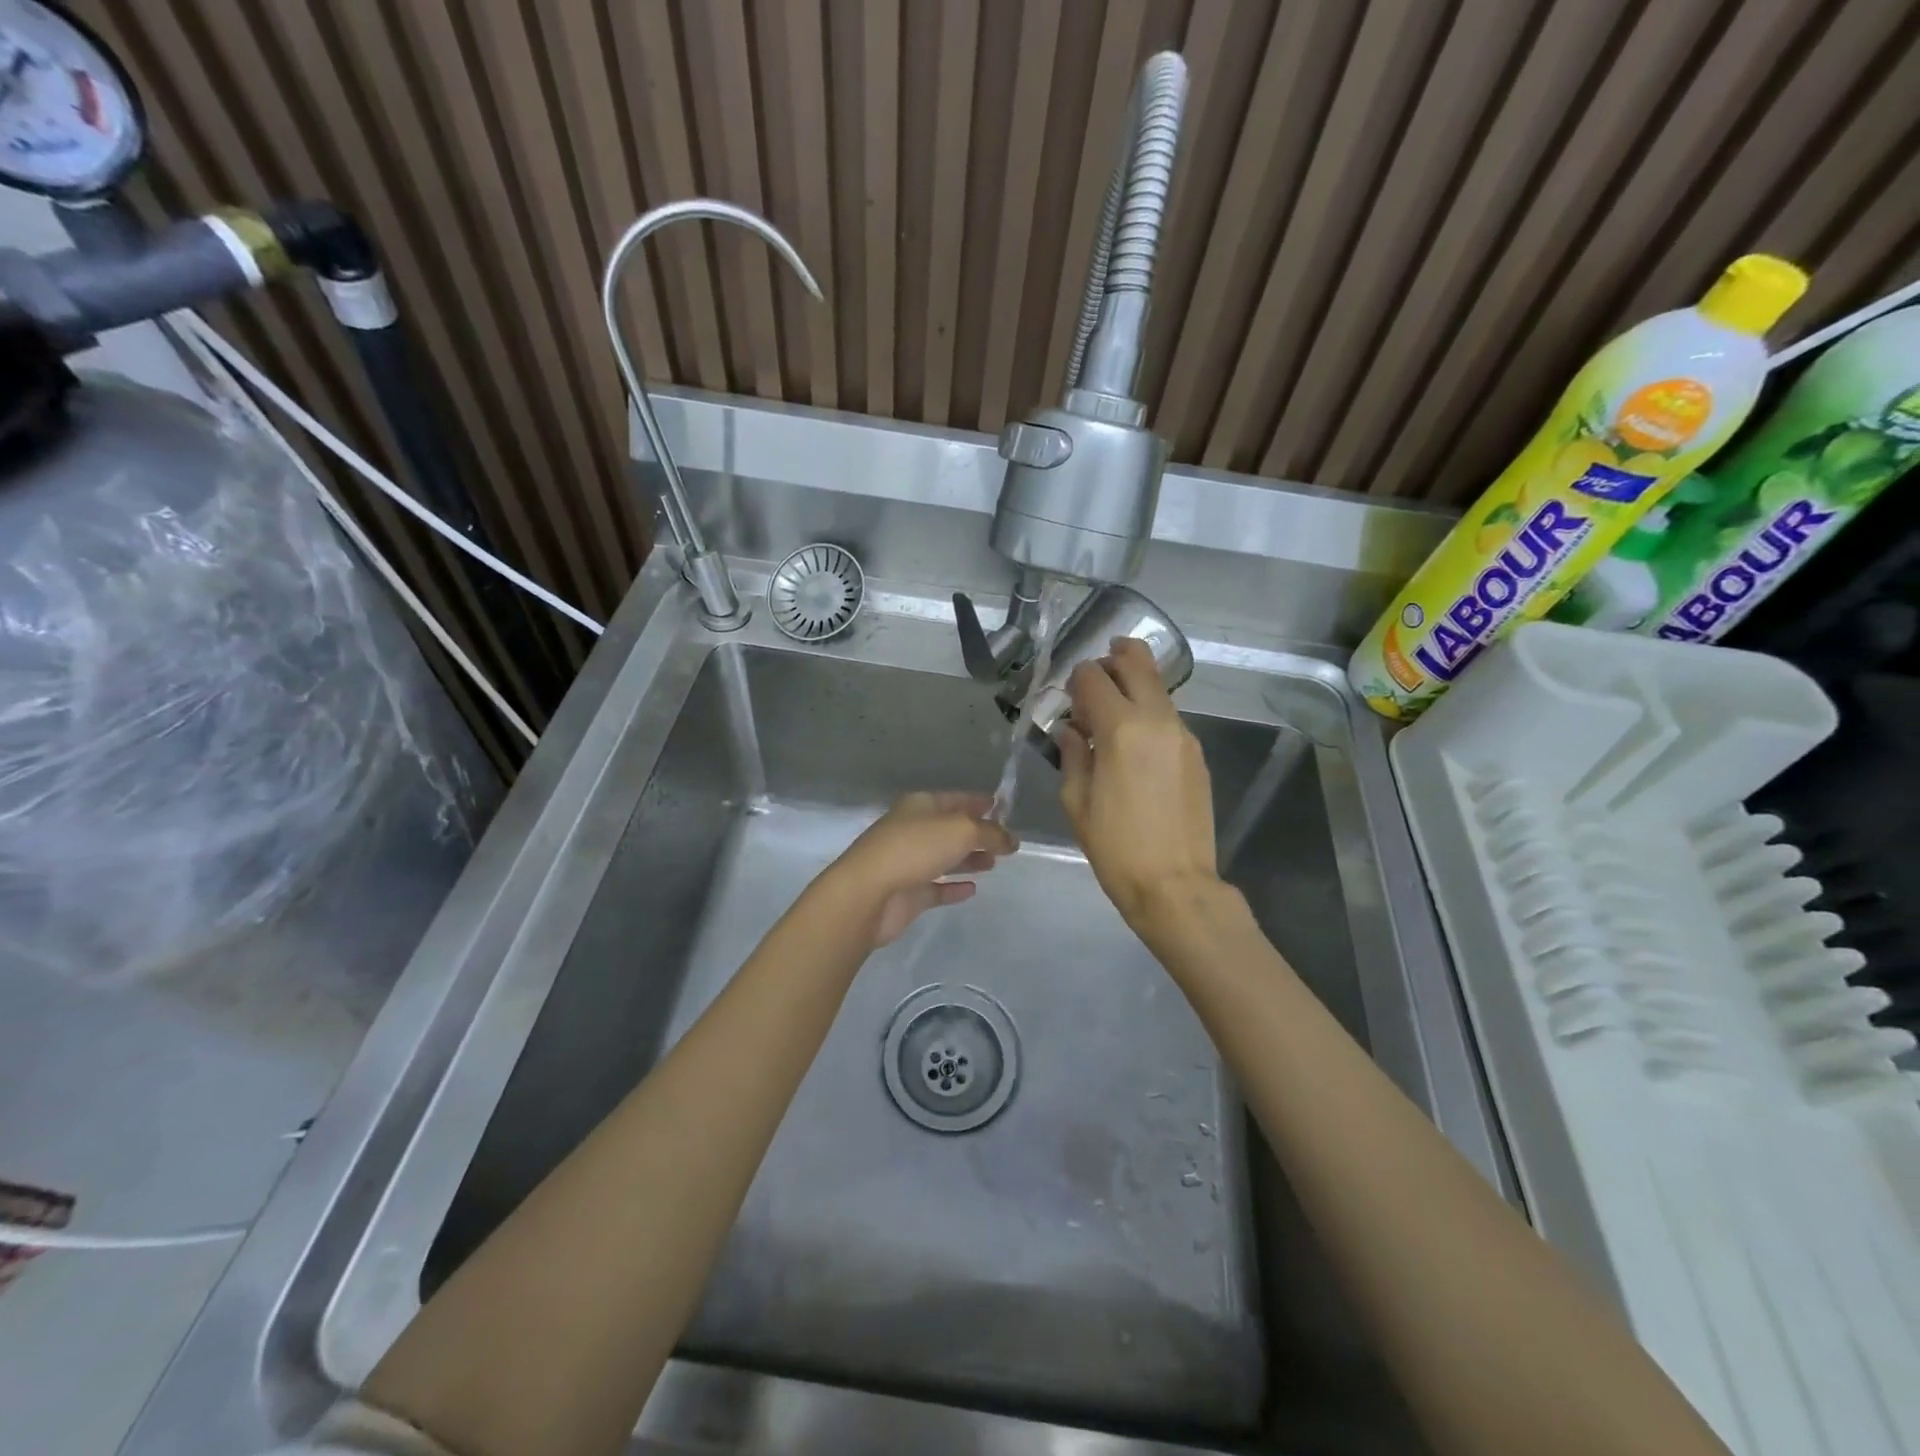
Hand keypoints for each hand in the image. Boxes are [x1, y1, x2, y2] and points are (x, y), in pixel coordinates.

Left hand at [816, 793, 1016, 948]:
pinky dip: (953, 886)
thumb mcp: (962, 830)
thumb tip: (1011, 839)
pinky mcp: (907, 893)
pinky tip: (972, 889)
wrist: (868, 893)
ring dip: (968, 859)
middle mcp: (913, 830)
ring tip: (993, 864)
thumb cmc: (915, 848)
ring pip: (944, 857)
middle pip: (950, 829)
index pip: (956, 799)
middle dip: (977, 833)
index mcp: (921, 806)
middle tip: (1004, 842)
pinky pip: (935, 887)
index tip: (1001, 807)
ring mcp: (908, 862)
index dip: (979, 802)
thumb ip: (991, 833)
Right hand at [1057, 638, 1220, 933]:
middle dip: (1115, 657)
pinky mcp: (1197, 754)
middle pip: (1138, 664)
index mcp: (1121, 729)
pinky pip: (1169, 717)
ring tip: (1113, 707)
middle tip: (1099, 667)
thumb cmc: (1115, 847)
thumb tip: (1071, 730)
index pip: (1093, 678)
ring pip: (1158, 689)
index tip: (1068, 697)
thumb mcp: (1076, 802)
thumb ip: (1072, 755)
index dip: (1076, 679)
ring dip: (1134, 684)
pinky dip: (1149, 712)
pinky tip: (1135, 740)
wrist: (1175, 884)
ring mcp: (1183, 735)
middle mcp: (1157, 720)